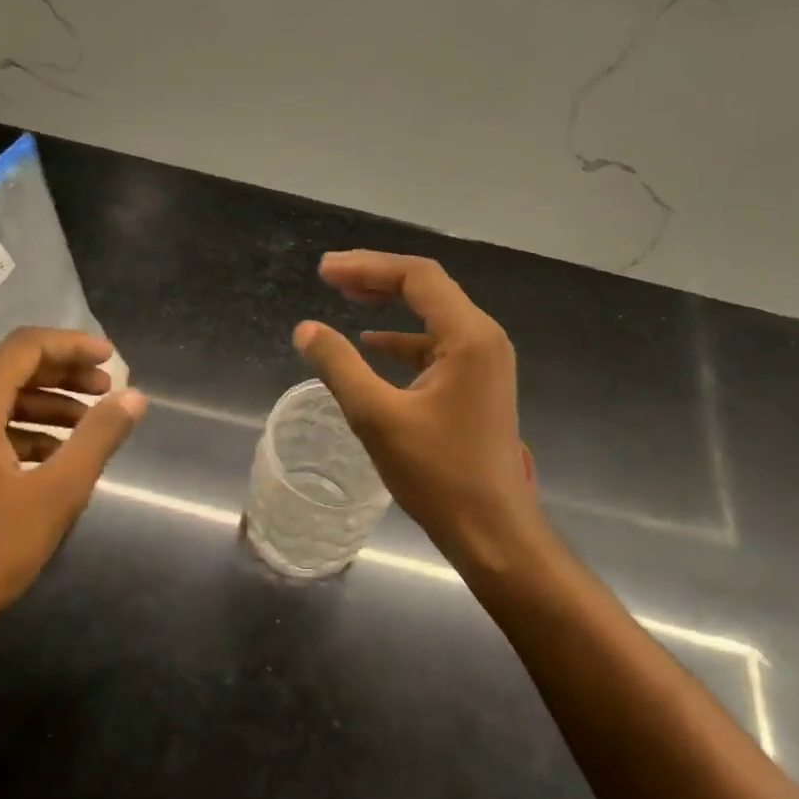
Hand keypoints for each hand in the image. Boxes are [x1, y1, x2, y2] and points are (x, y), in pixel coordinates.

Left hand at [0, 327, 146, 678]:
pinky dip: (18, 428)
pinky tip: (49, 455)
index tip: (113, 360)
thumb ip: (98, 437)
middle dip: (63, 375)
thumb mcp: (55, 494)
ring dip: (43, 403)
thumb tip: (134, 397)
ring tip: (86, 424)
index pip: (26, 347)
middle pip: (9, 367)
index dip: (74, 347)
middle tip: (107, 391)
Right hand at [293, 251, 545, 574]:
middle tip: (330, 276)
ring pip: (432, 315)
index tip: (324, 271)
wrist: (492, 531)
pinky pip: (437, 344)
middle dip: (377, 278)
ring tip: (346, 298)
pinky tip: (373, 345)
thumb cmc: (438, 474)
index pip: (417, 277)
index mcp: (469, 336)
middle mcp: (483, 338)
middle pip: (427, 288)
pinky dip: (403, 339)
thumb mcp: (377, 417)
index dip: (367, 266)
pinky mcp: (478, 384)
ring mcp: (484, 362)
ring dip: (389, 304)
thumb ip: (339, 366)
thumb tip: (305, 329)